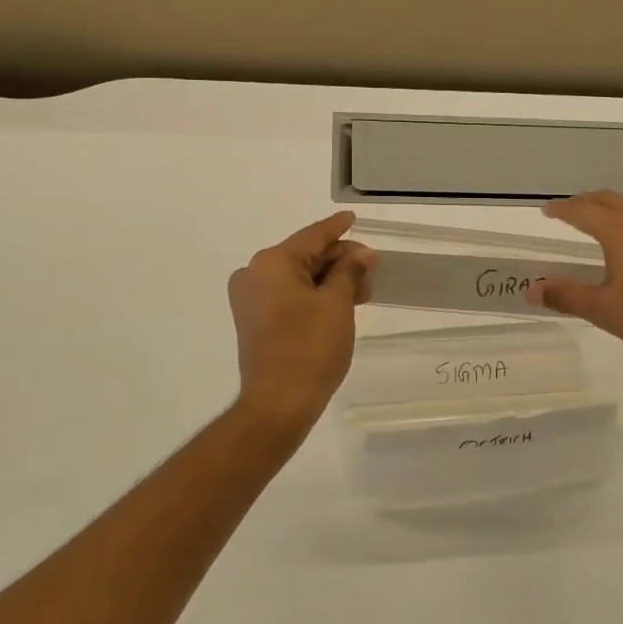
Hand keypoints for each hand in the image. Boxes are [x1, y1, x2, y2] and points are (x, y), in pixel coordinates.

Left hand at [227, 211, 376, 436]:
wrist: (278, 404)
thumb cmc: (310, 348)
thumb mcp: (337, 304)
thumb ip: (350, 271)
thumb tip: (363, 254)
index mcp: (272, 262)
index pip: (313, 236)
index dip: (337, 228)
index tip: (353, 218)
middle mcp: (254, 274)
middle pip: (305, 256)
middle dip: (340, 260)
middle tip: (371, 269)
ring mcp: (251, 298)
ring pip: (298, 277)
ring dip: (330, 280)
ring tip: (362, 291)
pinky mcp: (254, 320)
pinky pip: (288, 294)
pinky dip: (314, 295)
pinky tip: (341, 302)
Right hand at [528, 192, 622, 382]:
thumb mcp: (602, 310)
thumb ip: (565, 296)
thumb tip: (531, 290)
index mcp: (621, 232)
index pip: (583, 211)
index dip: (562, 209)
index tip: (547, 211)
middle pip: (610, 201)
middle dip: (587, 202)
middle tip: (570, 211)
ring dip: (614, 210)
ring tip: (603, 224)